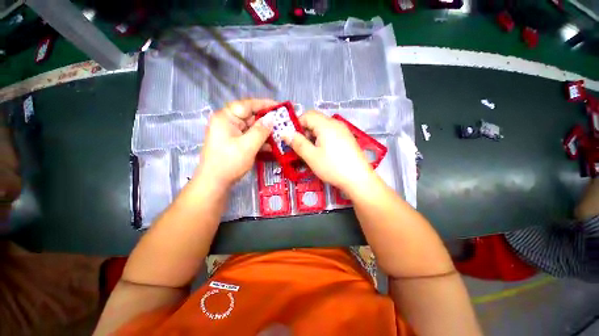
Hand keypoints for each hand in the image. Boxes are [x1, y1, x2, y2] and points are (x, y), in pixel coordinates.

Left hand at [196, 99, 274, 187]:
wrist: (215, 182)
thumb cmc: (229, 162)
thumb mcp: (248, 146)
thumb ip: (261, 131)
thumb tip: (272, 118)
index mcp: (226, 118)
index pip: (247, 105)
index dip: (264, 104)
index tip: (279, 107)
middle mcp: (228, 122)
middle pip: (250, 116)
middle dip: (267, 121)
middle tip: (283, 123)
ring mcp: (231, 133)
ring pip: (252, 128)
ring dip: (265, 132)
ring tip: (280, 134)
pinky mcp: (235, 142)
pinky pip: (249, 137)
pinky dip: (260, 141)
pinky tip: (271, 146)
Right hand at [284, 111, 375, 192]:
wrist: (358, 179)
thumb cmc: (333, 167)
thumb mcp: (311, 156)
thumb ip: (297, 143)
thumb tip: (285, 133)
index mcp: (326, 125)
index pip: (307, 115)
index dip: (297, 124)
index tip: (292, 138)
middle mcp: (336, 124)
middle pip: (315, 120)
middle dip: (304, 131)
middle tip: (300, 147)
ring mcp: (343, 131)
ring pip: (322, 128)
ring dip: (313, 136)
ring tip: (311, 152)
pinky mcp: (347, 138)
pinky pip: (330, 134)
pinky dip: (322, 140)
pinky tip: (323, 153)